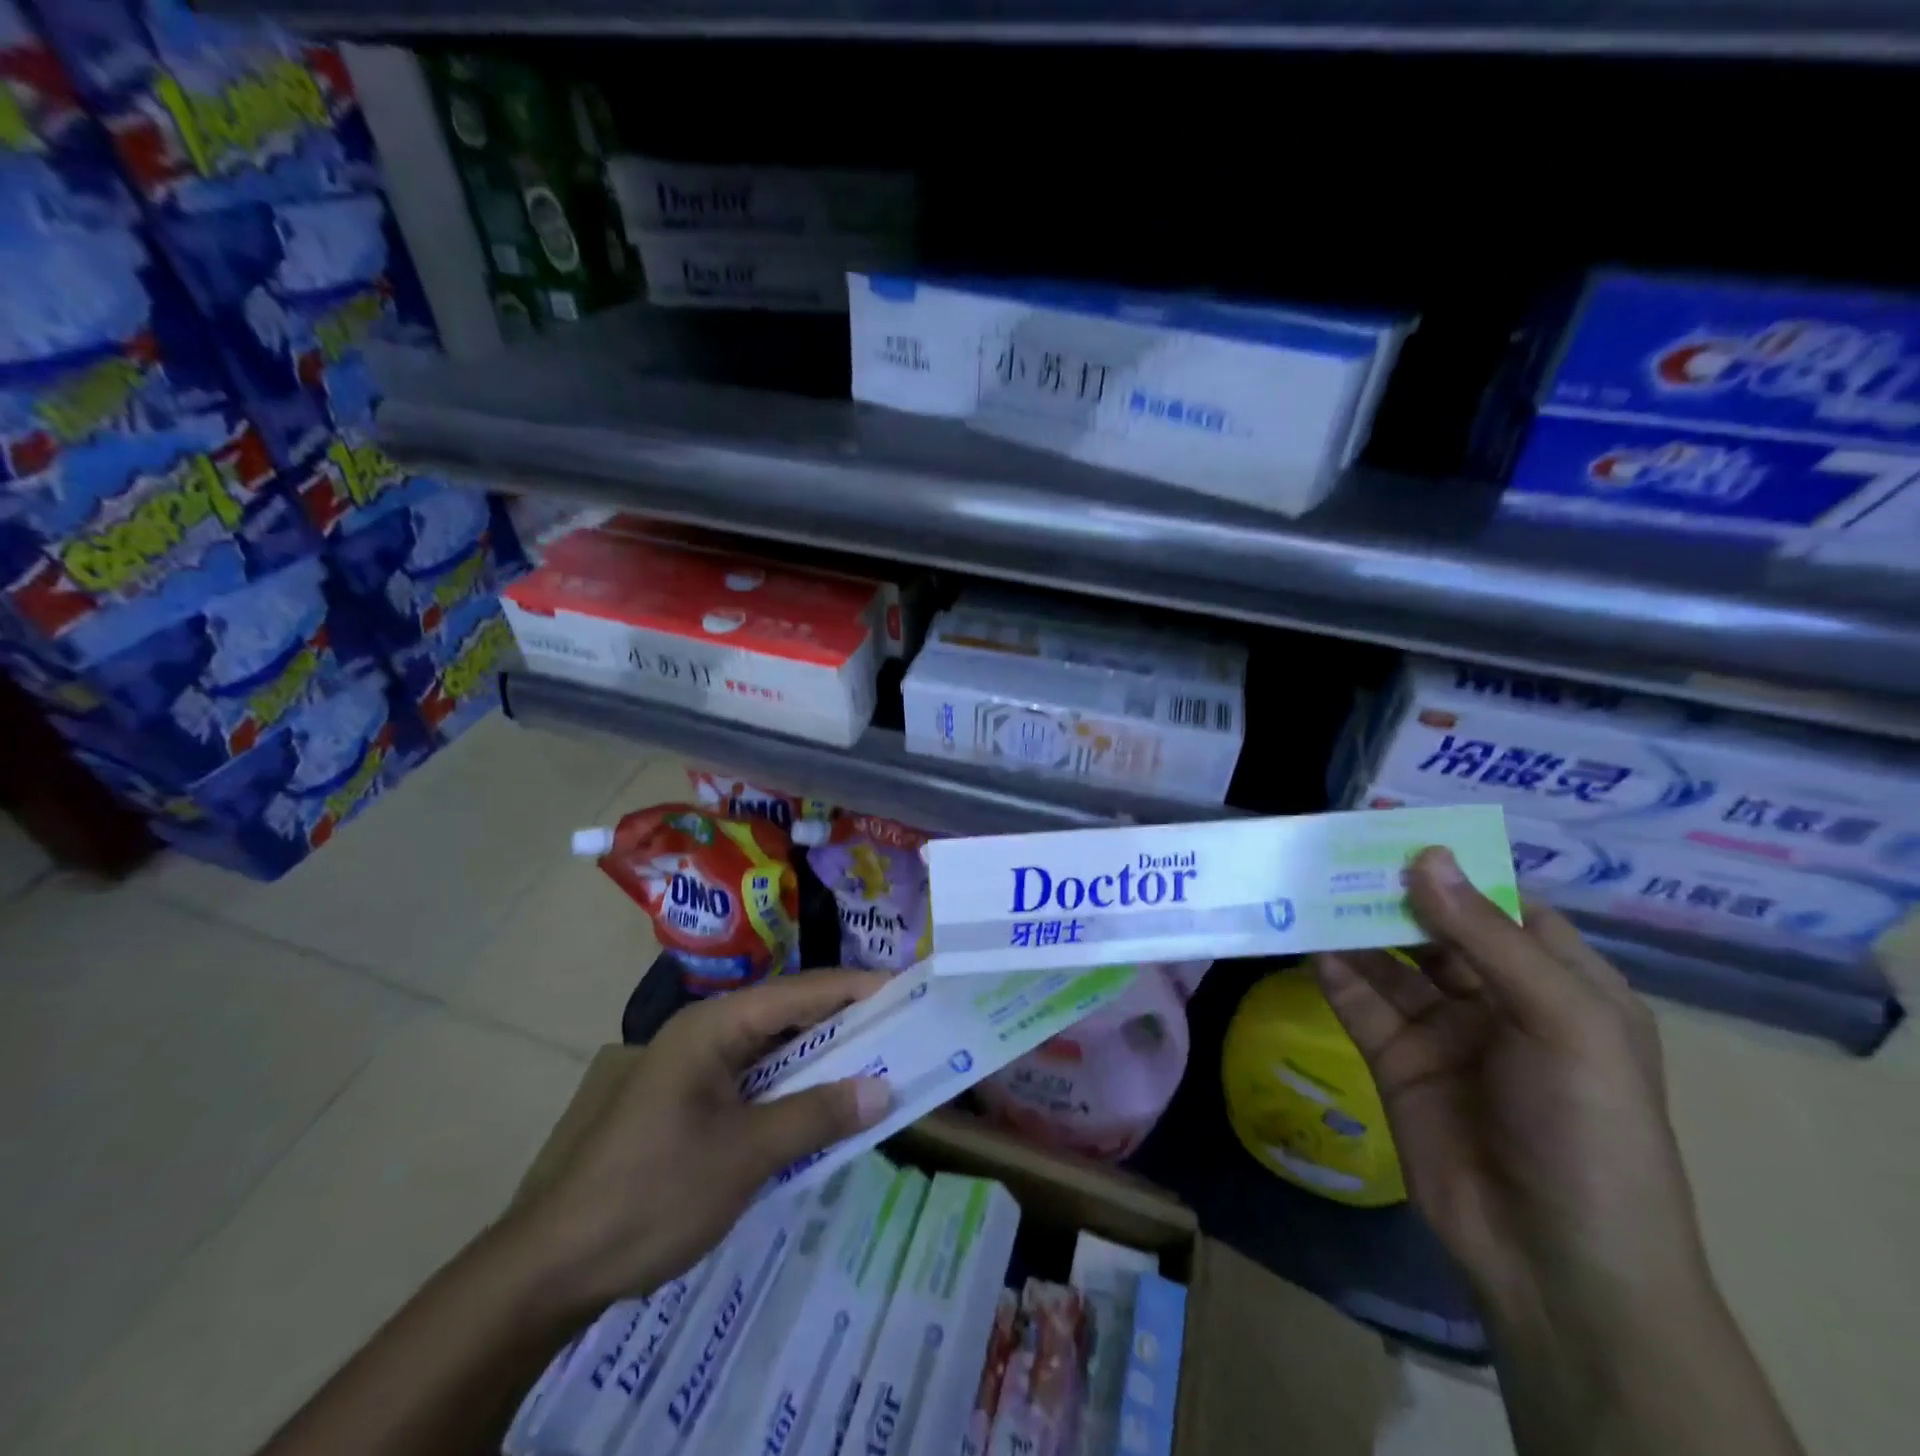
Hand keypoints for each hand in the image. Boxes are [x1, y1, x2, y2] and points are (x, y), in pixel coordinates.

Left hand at [506, 971, 891, 1315]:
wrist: (556, 1265)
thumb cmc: (654, 1192)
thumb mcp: (745, 1155)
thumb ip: (817, 1115)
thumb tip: (883, 1090)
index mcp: (715, 1026)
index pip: (801, 992)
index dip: (856, 988)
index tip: (906, 988)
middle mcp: (708, 1034)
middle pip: (790, 1016)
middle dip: (846, 1024)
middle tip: (902, 1029)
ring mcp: (698, 1069)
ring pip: (775, 1051)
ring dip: (822, 1061)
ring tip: (876, 1064)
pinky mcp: (694, 1103)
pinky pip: (758, 1083)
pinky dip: (794, 1092)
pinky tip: (824, 1109)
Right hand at [1315, 849, 1709, 1331]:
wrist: (1554, 1262)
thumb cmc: (1589, 1131)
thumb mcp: (1563, 1023)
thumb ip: (1486, 937)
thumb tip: (1424, 856)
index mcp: (1559, 982)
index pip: (1499, 903)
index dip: (1451, 864)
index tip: (1392, 828)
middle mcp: (1497, 997)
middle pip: (1433, 926)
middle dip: (1388, 891)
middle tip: (1332, 852)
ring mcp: (1443, 1029)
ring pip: (1388, 960)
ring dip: (1351, 926)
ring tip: (1306, 886)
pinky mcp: (1396, 1060)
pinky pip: (1360, 1002)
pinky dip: (1333, 972)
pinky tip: (1306, 944)